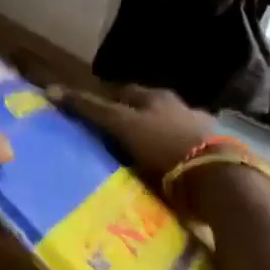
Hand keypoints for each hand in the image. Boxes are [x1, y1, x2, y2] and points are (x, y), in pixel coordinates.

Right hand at [49, 84, 215, 189]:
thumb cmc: (165, 146)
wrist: (217, 179)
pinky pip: (178, 156)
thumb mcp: (123, 125)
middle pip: (144, 111)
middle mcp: (177, 108)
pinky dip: (166, 161)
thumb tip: (52, 90)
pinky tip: (158, 174)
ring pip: (162, 132)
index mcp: (156, 97)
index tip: (86, 117)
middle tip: (105, 141)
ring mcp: (196, 132)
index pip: (122, 93)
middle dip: (127, 122)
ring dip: (148, 143)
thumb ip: (91, 110)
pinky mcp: (208, 158)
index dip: (103, 102)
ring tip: (129, 162)